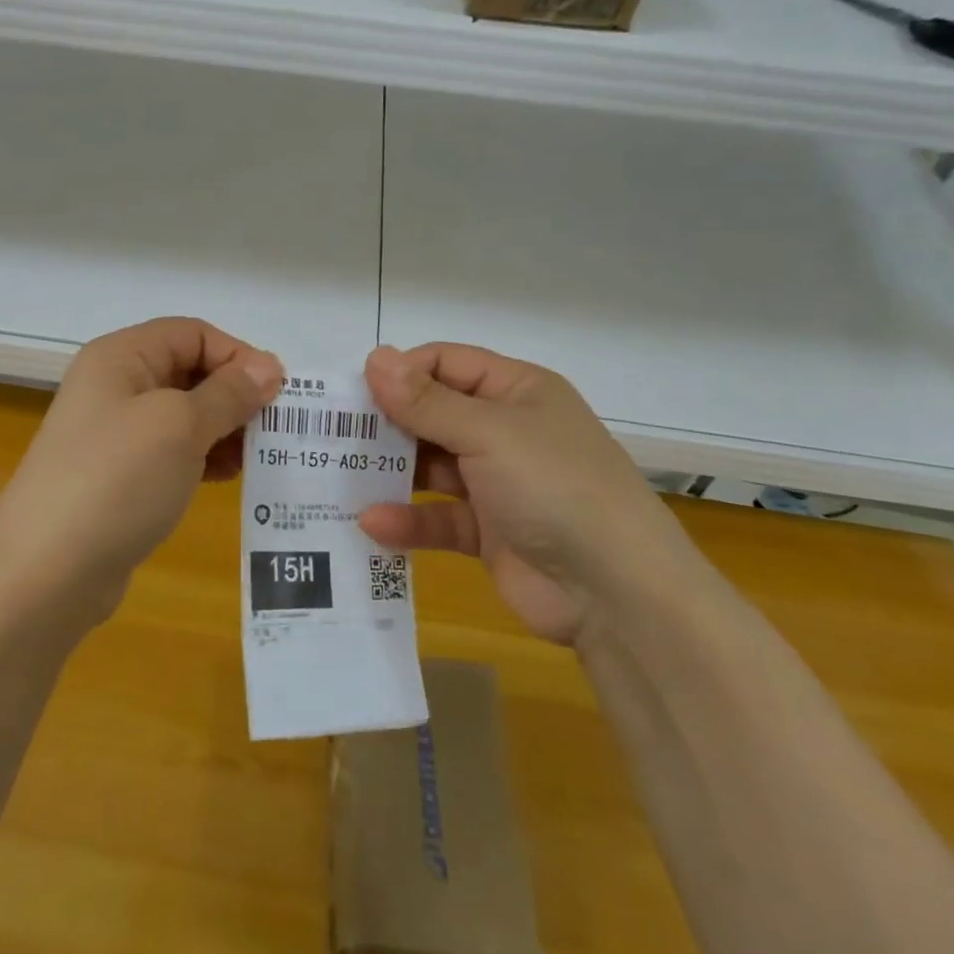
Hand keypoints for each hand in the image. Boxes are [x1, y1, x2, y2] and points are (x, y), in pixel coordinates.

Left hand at [0, 318, 282, 620]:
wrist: (43, 574)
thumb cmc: (116, 480)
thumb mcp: (181, 426)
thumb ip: (229, 393)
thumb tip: (269, 368)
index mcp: (121, 356)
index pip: (193, 334)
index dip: (238, 355)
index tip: (278, 392)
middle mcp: (115, 386)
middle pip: (189, 371)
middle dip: (234, 394)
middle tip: (275, 428)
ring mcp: (114, 434)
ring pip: (184, 414)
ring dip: (223, 428)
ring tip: (257, 456)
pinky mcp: (118, 477)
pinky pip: (171, 452)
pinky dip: (203, 458)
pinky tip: (228, 478)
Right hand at [358, 343, 697, 645]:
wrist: (618, 596)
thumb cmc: (555, 487)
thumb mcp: (488, 433)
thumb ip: (426, 401)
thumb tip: (375, 357)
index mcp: (517, 391)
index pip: (447, 363)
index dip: (403, 372)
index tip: (356, 391)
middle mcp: (506, 430)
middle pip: (434, 413)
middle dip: (389, 422)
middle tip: (335, 433)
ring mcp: (497, 483)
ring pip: (432, 466)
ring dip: (392, 471)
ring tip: (340, 475)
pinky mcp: (488, 532)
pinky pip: (439, 518)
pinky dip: (409, 521)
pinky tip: (372, 525)